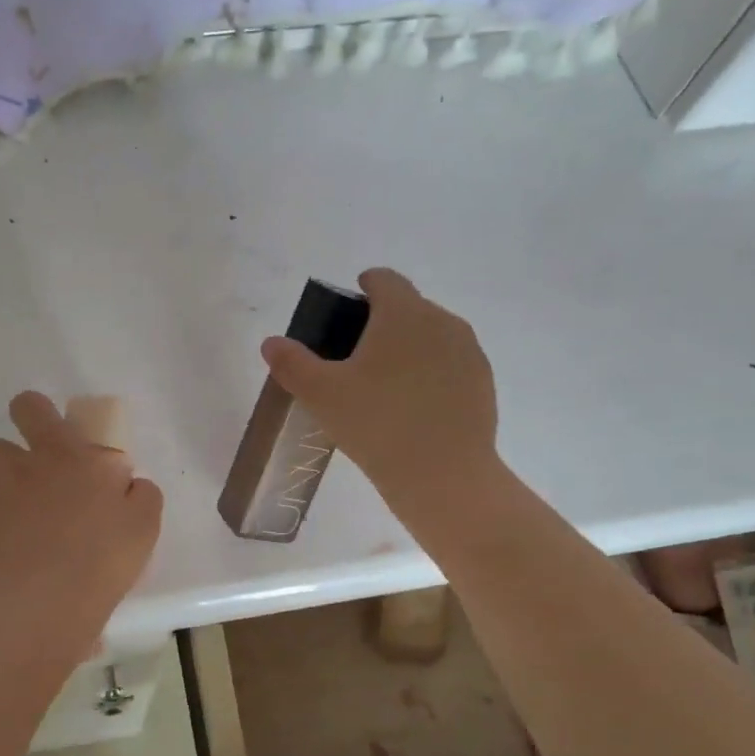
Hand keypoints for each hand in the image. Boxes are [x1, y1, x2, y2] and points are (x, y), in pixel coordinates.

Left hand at [0, 391, 162, 654]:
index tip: (46, 432)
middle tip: (33, 486)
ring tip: (11, 515)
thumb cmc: (104, 553)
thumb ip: (139, 490)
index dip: (33, 411)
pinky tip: (4, 552)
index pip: (29, 406)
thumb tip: (128, 482)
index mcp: (60, 453)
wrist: (52, 602)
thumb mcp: (144, 518)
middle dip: (9, 460)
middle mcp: (17, 468)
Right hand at [261, 268, 506, 530]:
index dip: (364, 287)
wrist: (443, 476)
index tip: (348, 311)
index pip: (384, 279)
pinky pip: (450, 366)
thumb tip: (272, 343)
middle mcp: (442, 321)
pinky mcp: (483, 383)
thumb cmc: (376, 424)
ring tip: (385, 387)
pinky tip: (413, 409)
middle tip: (356, 361)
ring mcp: (468, 352)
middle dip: (383, 324)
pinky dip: (431, 375)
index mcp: (403, 313)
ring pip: (432, 337)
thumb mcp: (320, 395)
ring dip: (409, 349)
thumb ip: (292, 363)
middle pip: (409, 308)